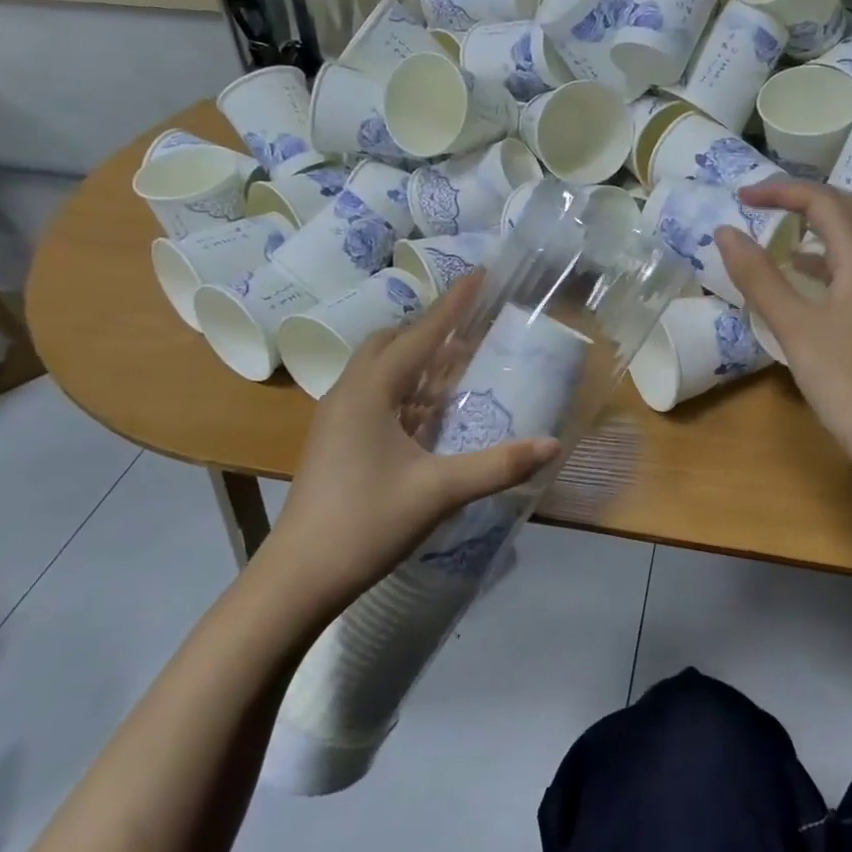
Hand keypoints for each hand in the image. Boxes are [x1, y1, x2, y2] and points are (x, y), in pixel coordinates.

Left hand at [270, 276, 558, 602]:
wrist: (299, 576)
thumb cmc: (366, 524)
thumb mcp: (439, 491)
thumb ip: (498, 465)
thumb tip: (552, 444)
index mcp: (371, 392)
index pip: (421, 334)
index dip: (454, 304)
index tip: (480, 275)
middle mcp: (350, 393)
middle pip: (393, 343)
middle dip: (432, 331)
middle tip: (473, 333)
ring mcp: (337, 417)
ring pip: (381, 370)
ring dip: (418, 362)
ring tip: (458, 369)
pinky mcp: (336, 440)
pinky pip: (375, 396)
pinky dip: (406, 391)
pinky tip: (430, 415)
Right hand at [715, 180, 851, 478]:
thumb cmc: (845, 379)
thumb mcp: (794, 326)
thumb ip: (759, 276)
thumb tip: (726, 232)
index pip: (821, 200)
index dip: (779, 192)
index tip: (740, 200)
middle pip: (846, 207)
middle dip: (803, 198)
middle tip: (763, 205)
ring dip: (819, 224)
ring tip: (781, 232)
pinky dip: (828, 255)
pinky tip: (804, 276)